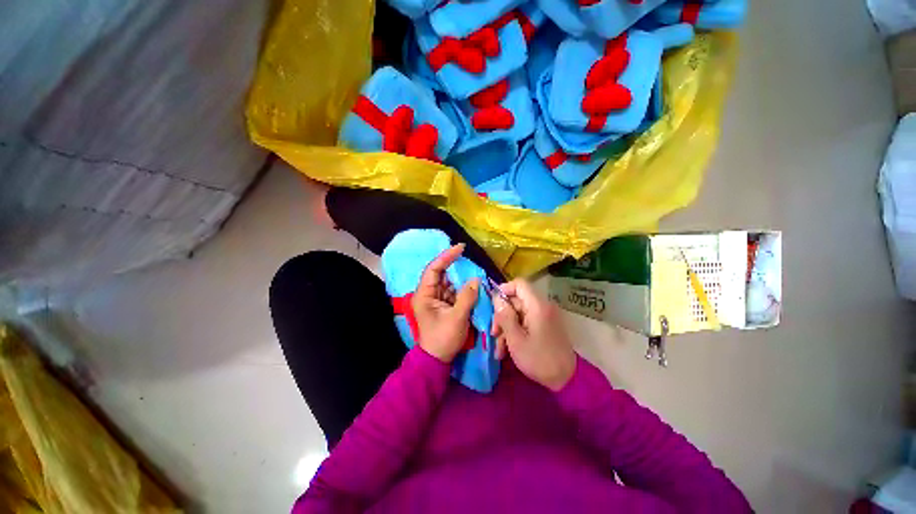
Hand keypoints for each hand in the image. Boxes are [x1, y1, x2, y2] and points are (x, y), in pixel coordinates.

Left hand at [411, 244, 479, 363]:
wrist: (437, 359)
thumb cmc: (443, 339)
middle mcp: (428, 293)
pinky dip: (462, 288)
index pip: (434, 269)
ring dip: (460, 278)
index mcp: (424, 294)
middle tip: (470, 260)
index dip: (446, 256)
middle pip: (441, 273)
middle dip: (455, 267)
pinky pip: (453, 291)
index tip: (460, 247)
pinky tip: (472, 285)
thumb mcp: (457, 318)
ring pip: (448, 282)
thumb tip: (476, 279)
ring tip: (474, 273)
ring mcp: (435, 299)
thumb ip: (467, 297)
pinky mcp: (443, 305)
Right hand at [491, 280, 575, 391]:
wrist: (566, 380)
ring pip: (518, 313)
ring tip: (499, 349)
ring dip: (506, 328)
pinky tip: (507, 349)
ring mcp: (544, 316)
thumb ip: (505, 316)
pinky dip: (515, 332)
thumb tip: (496, 298)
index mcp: (537, 306)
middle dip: (502, 316)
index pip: (519, 284)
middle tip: (493, 334)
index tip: (493, 305)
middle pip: (516, 301)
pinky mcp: (544, 326)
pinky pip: (525, 322)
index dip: (504, 290)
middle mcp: (542, 307)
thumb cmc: (539, 359)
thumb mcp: (516, 340)